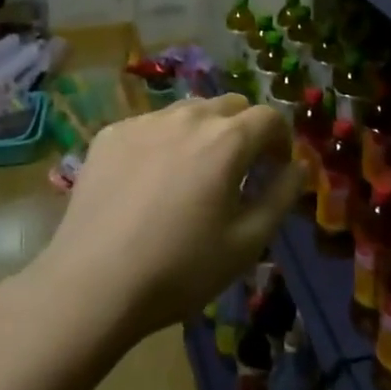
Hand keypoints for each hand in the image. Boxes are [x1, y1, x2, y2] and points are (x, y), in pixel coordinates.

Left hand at [39, 94, 300, 339]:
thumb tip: (297, 167)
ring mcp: (145, 122)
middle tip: (238, 170)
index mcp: (227, 140)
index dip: (280, 140)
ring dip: (203, 131)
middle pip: (230, 105)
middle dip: (244, 130)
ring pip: (188, 111)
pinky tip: (150, 181)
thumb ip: (281, 196)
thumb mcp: (247, 242)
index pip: (269, 117)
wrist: (93, 284)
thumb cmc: (181, 268)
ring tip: (193, 172)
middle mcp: (188, 117)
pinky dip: (163, 141)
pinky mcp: (110, 135)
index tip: (275, 168)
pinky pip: (150, 126)